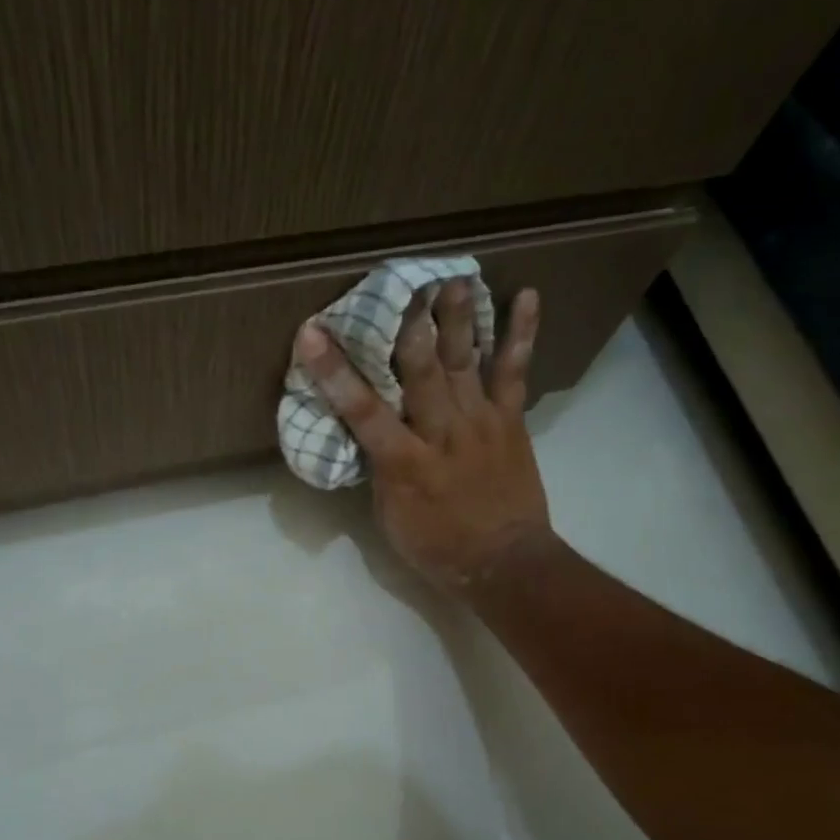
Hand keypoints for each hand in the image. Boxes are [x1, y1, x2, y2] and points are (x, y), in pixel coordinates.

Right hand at [297, 279, 553, 592]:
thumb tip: (372, 435)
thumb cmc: (437, 547)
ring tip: (453, 276)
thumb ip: (381, 470)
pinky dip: (521, 335)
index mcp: (404, 462)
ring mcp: (479, 422)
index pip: (362, 410)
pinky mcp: (510, 421)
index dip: (335, 371)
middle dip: (407, 325)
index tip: (312, 333)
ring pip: (466, 361)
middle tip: (399, 282)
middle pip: (421, 371)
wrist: (503, 563)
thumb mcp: (391, 517)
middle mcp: (442, 433)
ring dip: (458, 317)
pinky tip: (528, 296)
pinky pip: (515, 373)